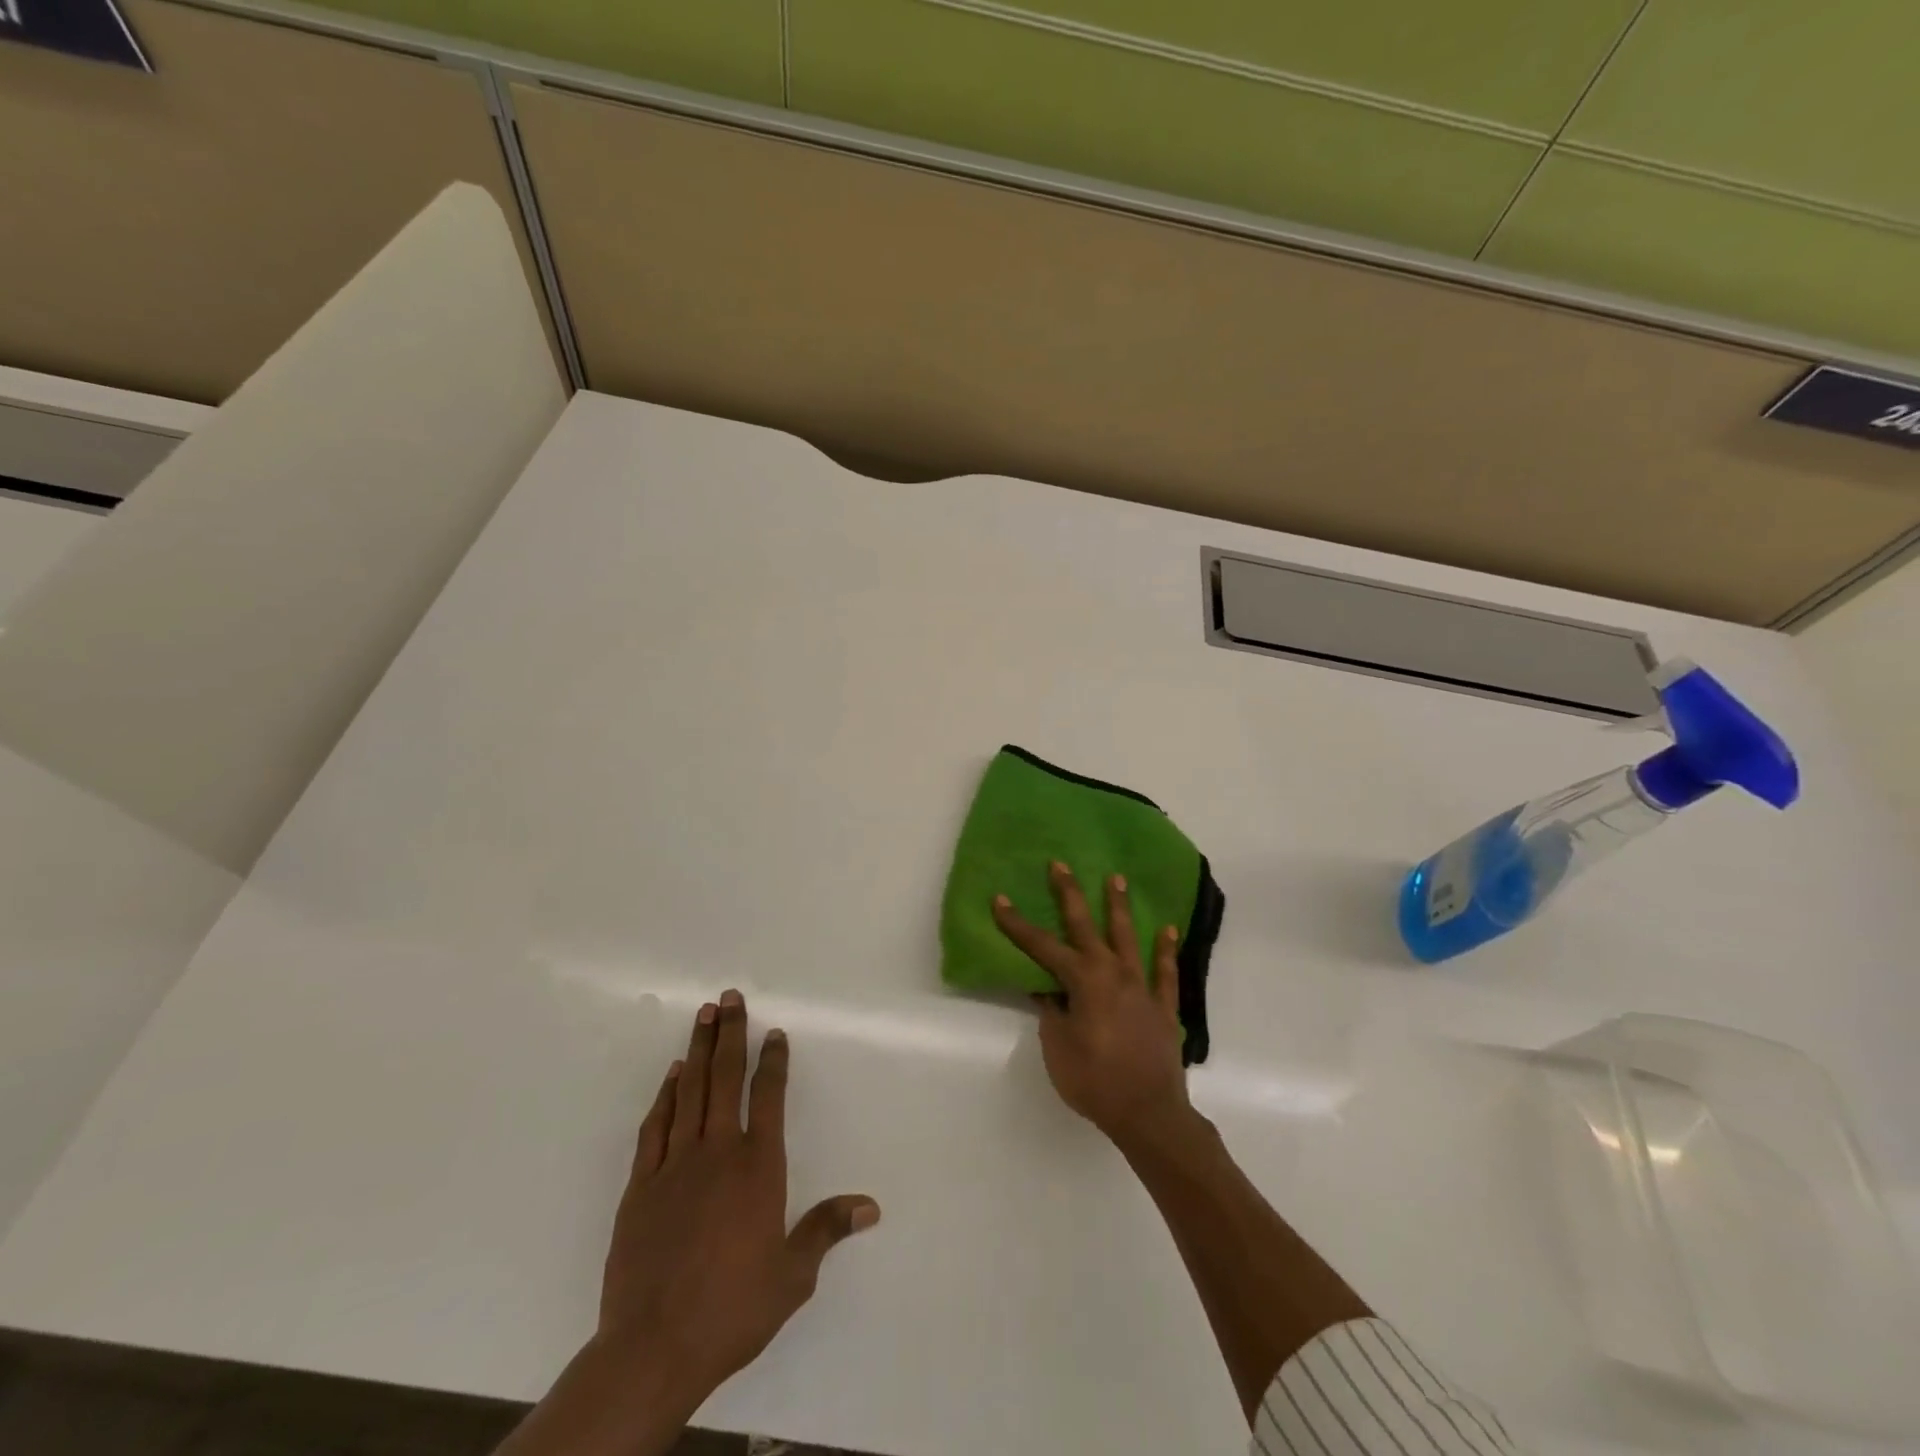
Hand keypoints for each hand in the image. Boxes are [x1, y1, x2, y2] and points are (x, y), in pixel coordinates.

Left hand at [597, 990, 880, 1411]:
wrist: (652, 1348)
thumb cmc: (732, 1309)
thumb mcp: (792, 1276)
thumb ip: (826, 1230)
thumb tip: (871, 1206)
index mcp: (758, 1167)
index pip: (768, 1097)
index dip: (773, 1061)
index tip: (774, 1032)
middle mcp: (718, 1153)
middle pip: (725, 1079)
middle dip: (730, 1034)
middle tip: (730, 997)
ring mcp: (675, 1165)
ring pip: (690, 1092)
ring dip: (698, 1050)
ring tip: (703, 1015)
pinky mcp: (640, 1186)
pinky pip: (655, 1127)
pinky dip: (665, 1096)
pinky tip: (672, 1076)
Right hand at [992, 862, 1189, 1148]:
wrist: (1148, 1113)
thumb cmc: (1094, 1080)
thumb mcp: (1057, 1046)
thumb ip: (1051, 1011)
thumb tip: (1044, 987)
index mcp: (1082, 981)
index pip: (1042, 947)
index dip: (1018, 924)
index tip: (1000, 899)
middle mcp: (1112, 973)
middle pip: (1086, 926)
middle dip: (1070, 894)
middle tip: (1060, 864)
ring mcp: (1141, 987)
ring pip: (1128, 937)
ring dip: (1120, 907)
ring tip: (1117, 878)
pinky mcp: (1163, 1006)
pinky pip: (1165, 972)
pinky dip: (1166, 950)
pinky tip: (1168, 930)